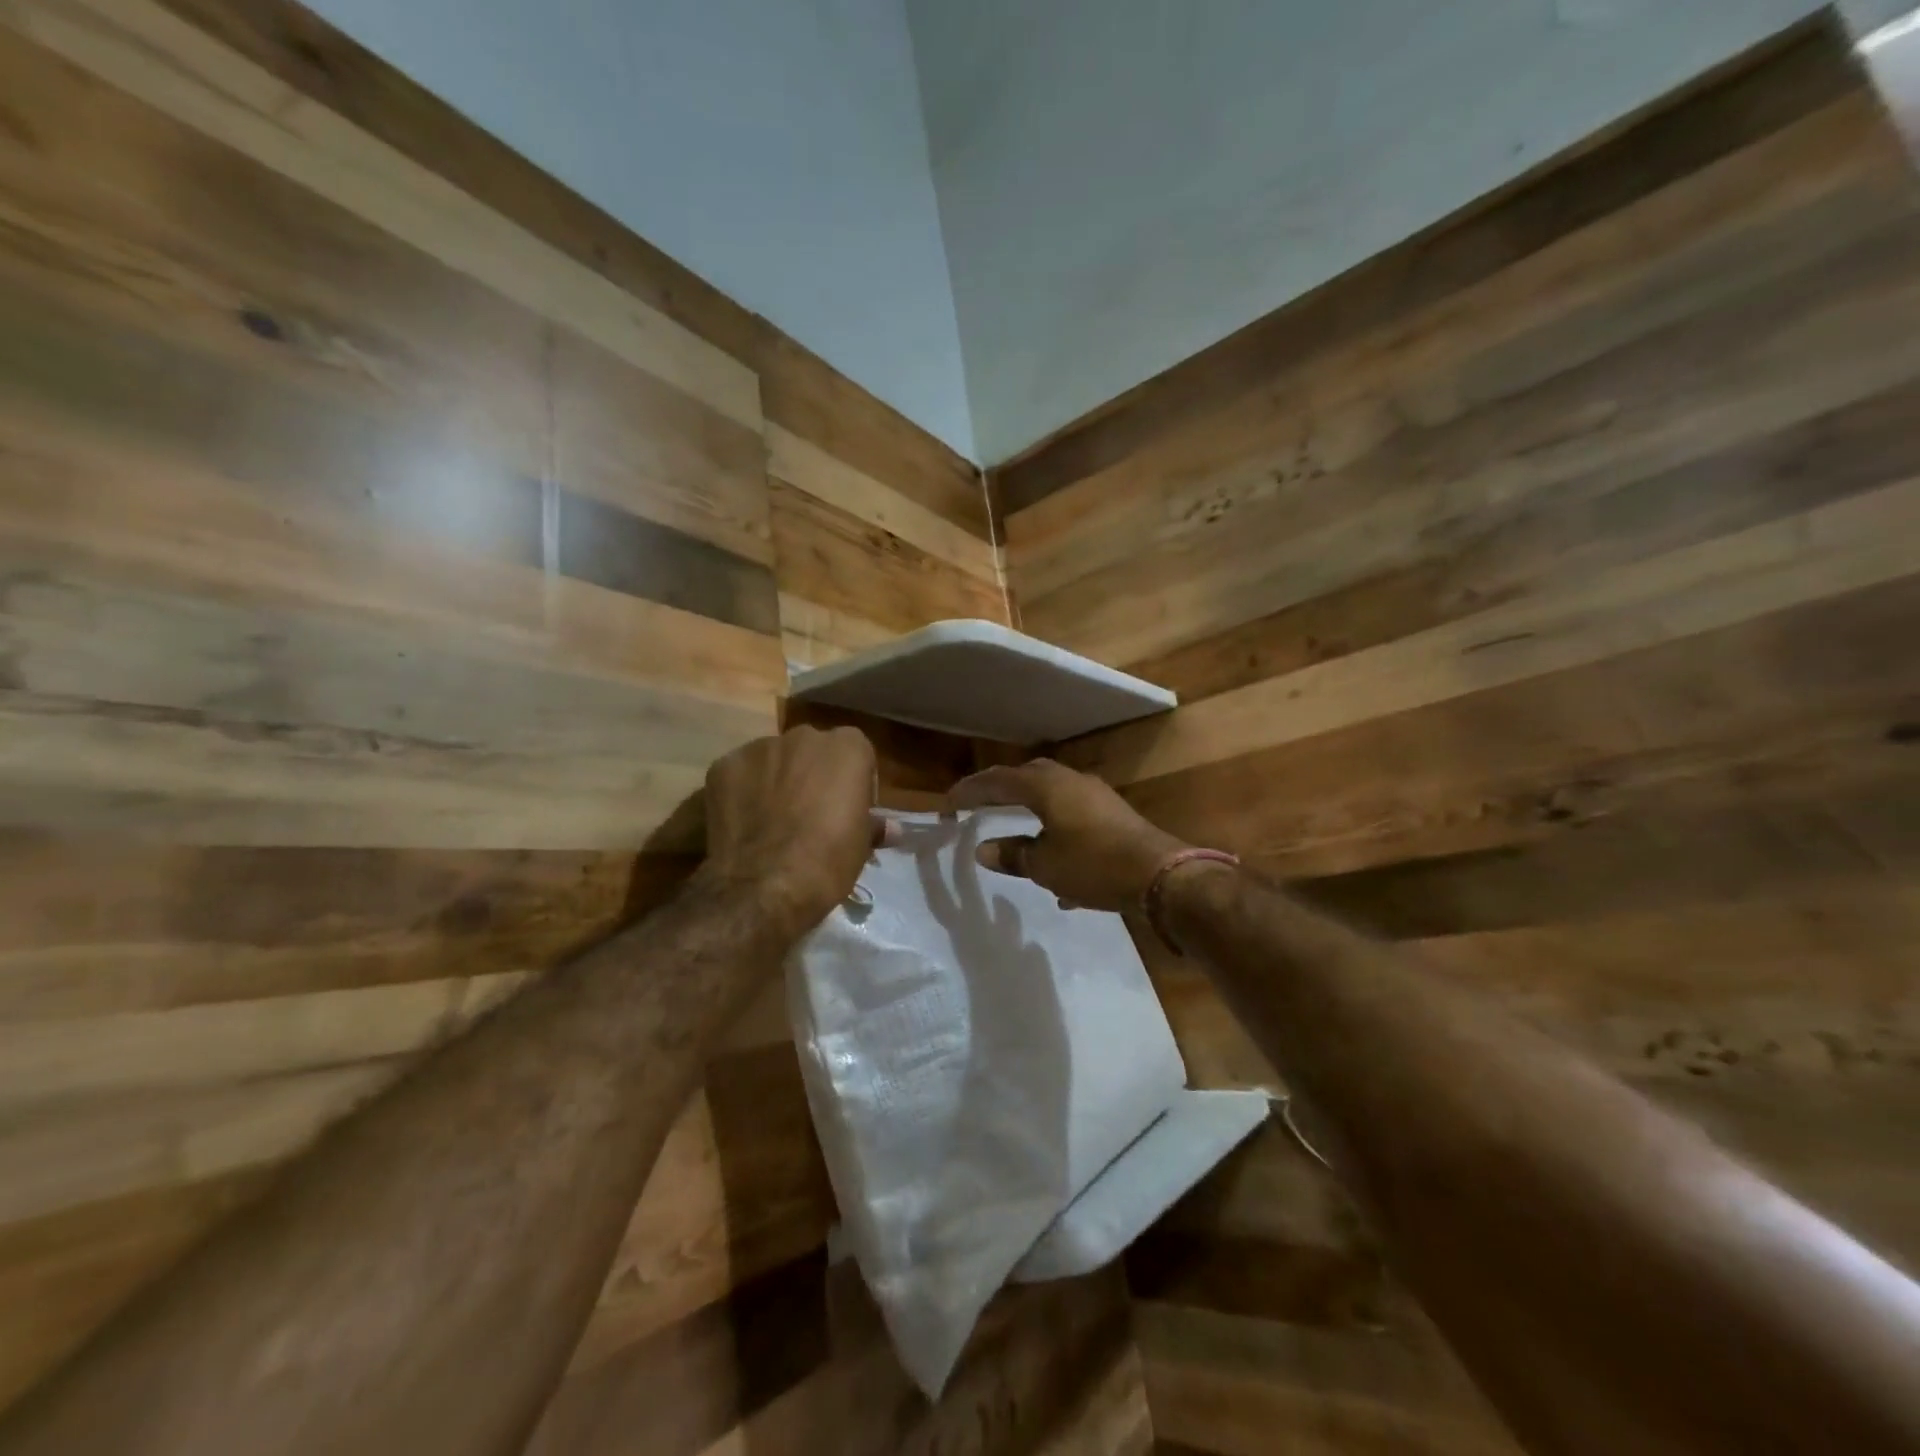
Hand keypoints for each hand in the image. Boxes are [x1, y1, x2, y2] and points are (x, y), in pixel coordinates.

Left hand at [703, 726, 890, 934]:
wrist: (764, 886)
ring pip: (773, 759)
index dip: (854, 782)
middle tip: (811, 814)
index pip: (856, 753)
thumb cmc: (828, 861)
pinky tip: (744, 823)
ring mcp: (759, 748)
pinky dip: (743, 792)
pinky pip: (740, 774)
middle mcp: (804, 736)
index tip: (849, 810)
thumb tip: (891, 829)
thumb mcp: (861, 845)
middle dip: (812, 774)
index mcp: (847, 747)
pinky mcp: (723, 766)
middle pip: (812, 750)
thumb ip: (874, 825)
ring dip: (776, 780)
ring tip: (772, 820)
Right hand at [947, 759, 1188, 911]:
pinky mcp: (1114, 815)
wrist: (1160, 875)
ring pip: (1054, 794)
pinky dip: (1056, 830)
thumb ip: (1012, 855)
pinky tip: (1057, 865)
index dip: (971, 790)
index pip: (999, 781)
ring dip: (1031, 808)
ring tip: (1014, 827)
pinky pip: (1074, 815)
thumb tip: (983, 850)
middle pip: (1028, 778)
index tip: (950, 802)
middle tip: (981, 804)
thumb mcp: (1045, 866)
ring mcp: (1096, 796)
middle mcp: (1071, 782)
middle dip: (1002, 790)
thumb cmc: (1093, 864)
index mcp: (1047, 787)